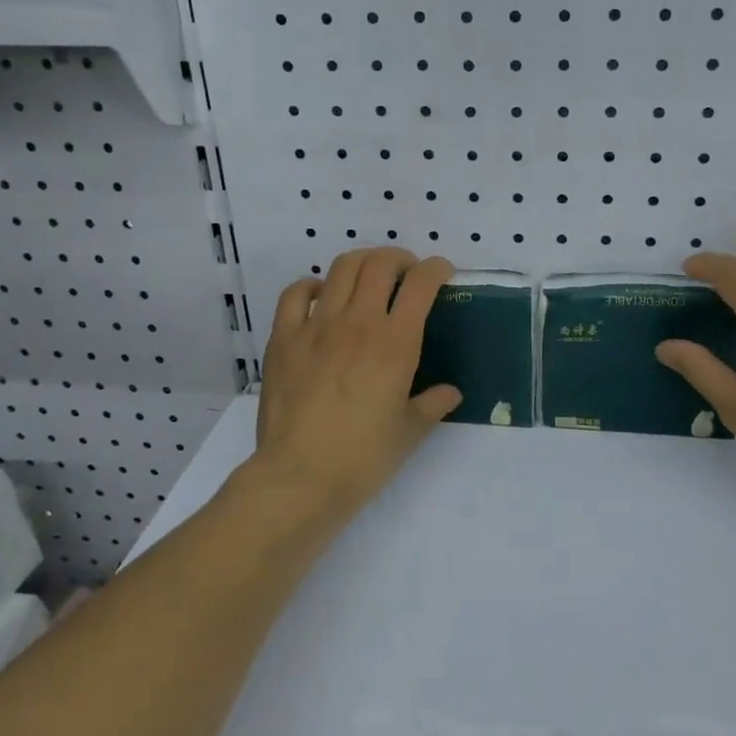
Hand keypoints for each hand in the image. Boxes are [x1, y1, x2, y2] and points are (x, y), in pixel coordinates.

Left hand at [243, 247, 461, 524]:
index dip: (437, 268)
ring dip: (363, 263)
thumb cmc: (362, 458)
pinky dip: (313, 285)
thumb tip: (451, 393)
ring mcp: (316, 326)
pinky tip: (322, 296)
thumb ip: (433, 404)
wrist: (299, 477)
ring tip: (369, 277)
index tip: (443, 273)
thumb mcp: (409, 432)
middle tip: (407, 274)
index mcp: (395, 343)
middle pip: (380, 263)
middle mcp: (357, 323)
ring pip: (341, 268)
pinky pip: (296, 293)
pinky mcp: (284, 338)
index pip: (420, 284)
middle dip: (400, 259)